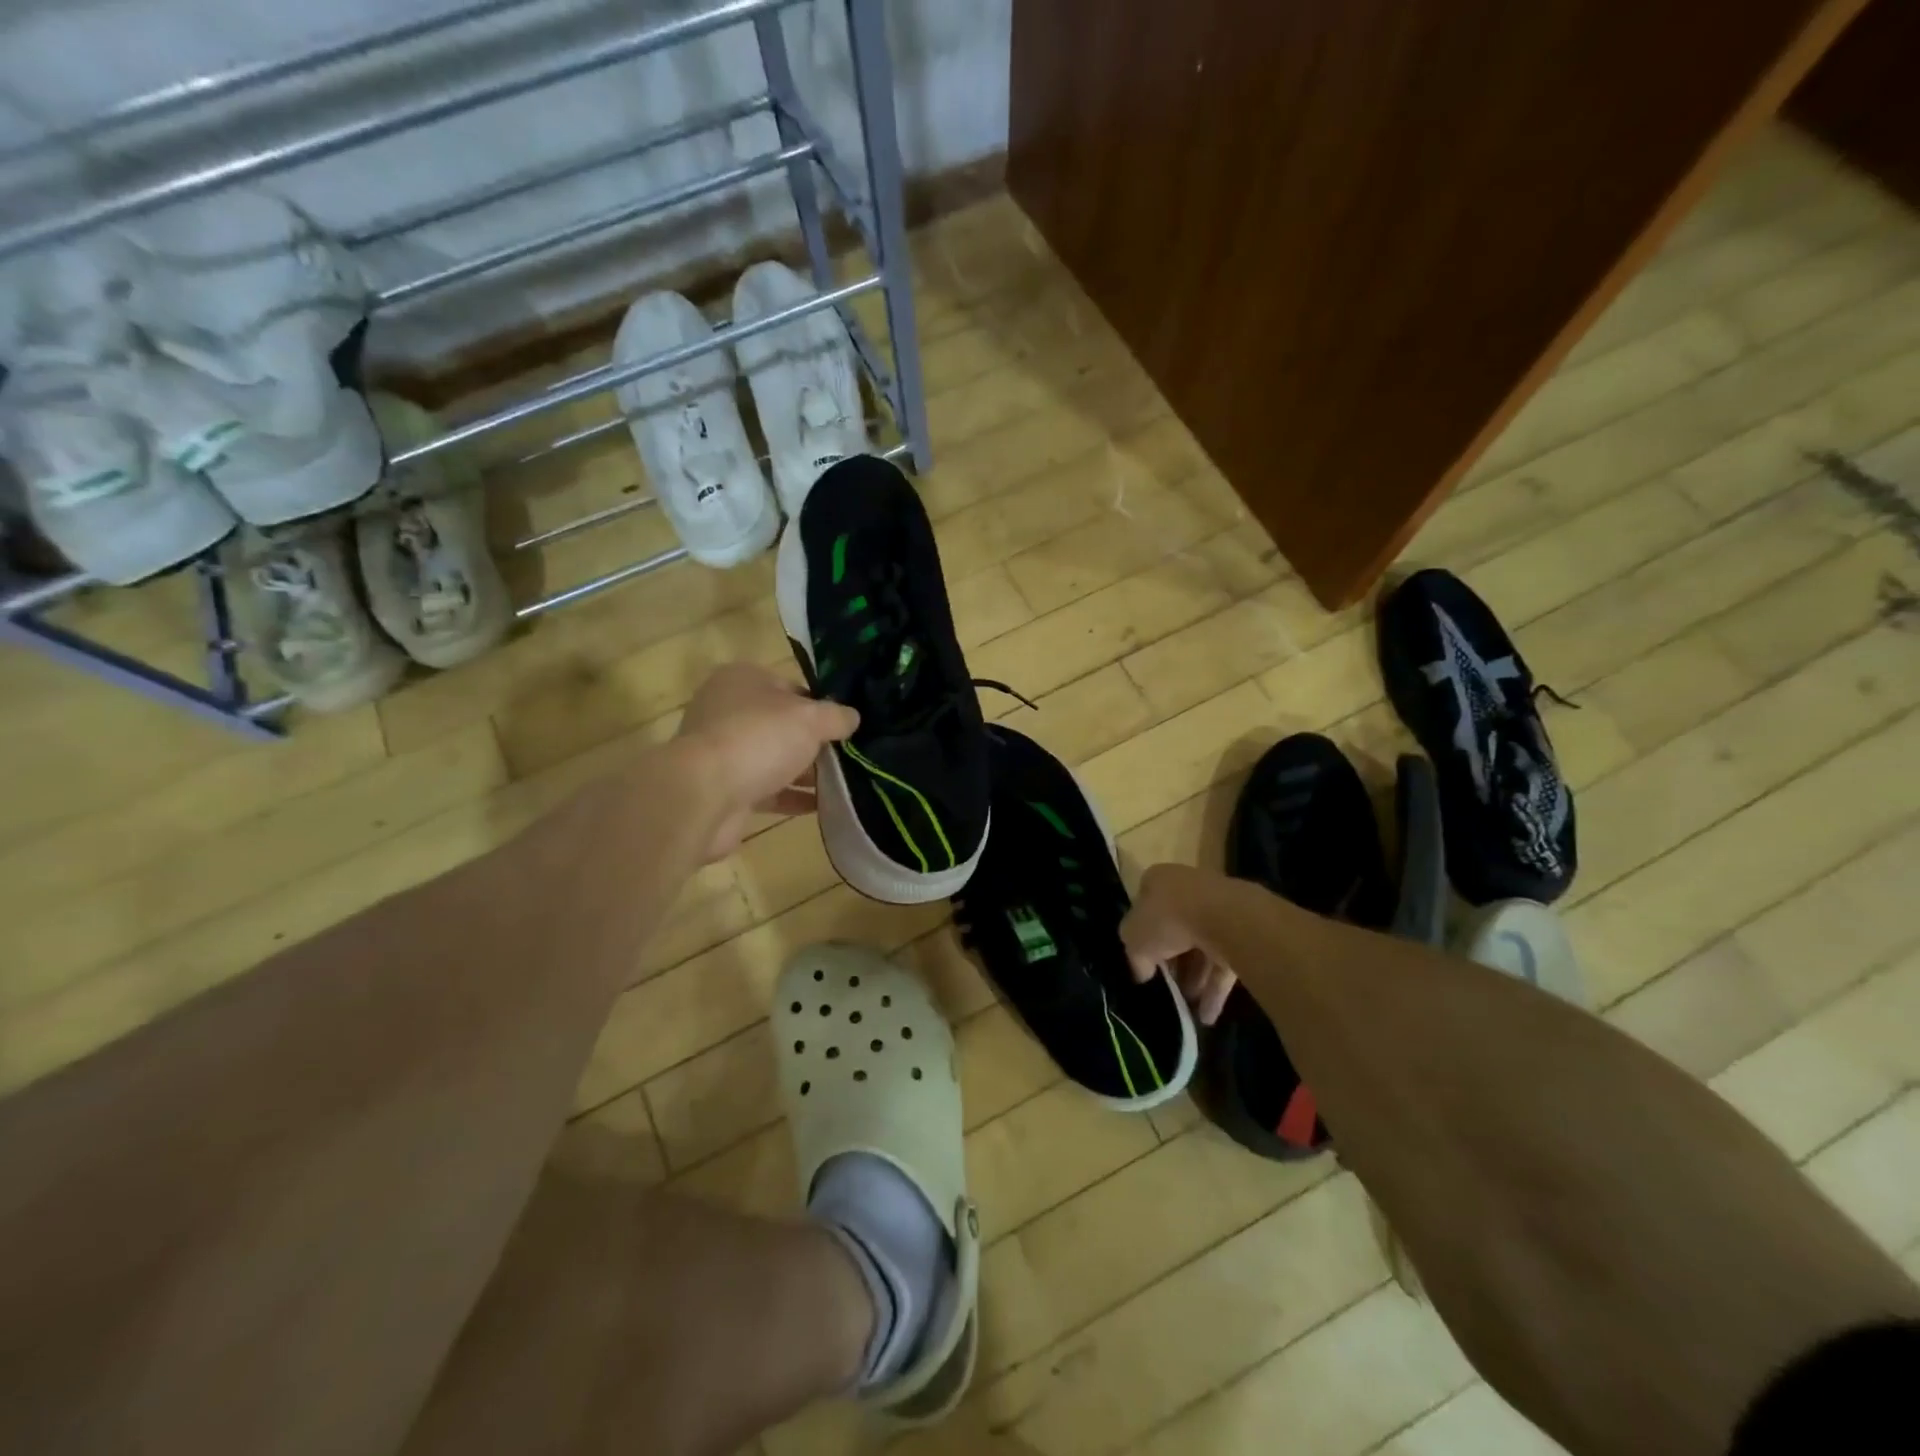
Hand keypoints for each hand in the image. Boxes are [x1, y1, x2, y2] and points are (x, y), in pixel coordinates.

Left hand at [675, 662, 858, 860]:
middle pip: (782, 724)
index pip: (789, 687)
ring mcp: (723, 752)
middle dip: (814, 741)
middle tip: (849, 755)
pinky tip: (825, 805)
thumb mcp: (810, 719)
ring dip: (806, 772)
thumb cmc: (758, 739)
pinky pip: (768, 790)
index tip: (844, 725)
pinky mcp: (725, 789)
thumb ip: (836, 716)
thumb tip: (853, 718)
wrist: (704, 795)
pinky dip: (793, 796)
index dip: (819, 705)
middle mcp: (728, 711)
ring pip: (775, 758)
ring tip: (846, 782)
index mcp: (742, 680)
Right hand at [1121, 863, 1240, 1025]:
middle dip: (1171, 963)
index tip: (1142, 962)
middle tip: (1165, 988)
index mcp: (1158, 881)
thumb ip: (1134, 955)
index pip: (1144, 908)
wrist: (1225, 918)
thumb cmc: (1168, 918)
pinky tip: (1206, 1016)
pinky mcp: (1242, 932)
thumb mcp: (1133, 938)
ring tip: (1186, 1009)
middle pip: (1175, 930)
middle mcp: (1188, 889)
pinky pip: (1224, 962)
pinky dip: (1215, 989)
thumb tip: (1143, 971)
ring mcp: (1218, 909)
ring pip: (1201, 948)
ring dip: (1194, 980)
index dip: (1141, 936)